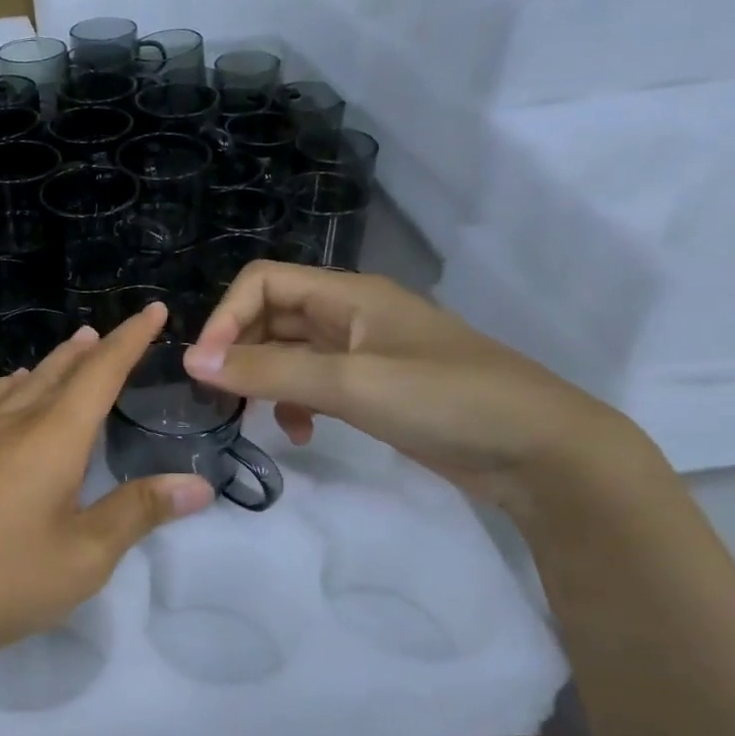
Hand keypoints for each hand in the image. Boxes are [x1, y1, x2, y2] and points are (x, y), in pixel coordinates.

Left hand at [0, 303, 213, 683]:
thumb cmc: (2, 580)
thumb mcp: (84, 556)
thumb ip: (138, 513)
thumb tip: (197, 485)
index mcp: (53, 439)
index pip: (101, 374)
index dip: (131, 340)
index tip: (152, 310)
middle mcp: (12, 425)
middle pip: (57, 373)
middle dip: (89, 351)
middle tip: (106, 334)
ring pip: (17, 386)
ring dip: (47, 366)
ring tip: (64, 357)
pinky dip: (4, 390)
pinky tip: (1, 398)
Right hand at [185, 263, 649, 519]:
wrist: (542, 453)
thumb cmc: (446, 400)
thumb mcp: (350, 383)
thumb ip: (269, 371)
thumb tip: (192, 361)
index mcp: (348, 295)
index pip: (263, 282)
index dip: (227, 318)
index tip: (207, 368)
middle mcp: (350, 315)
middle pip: (272, 316)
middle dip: (240, 352)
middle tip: (220, 397)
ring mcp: (364, 353)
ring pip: (290, 353)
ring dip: (264, 380)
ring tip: (253, 417)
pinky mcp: (375, 389)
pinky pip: (315, 384)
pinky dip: (295, 403)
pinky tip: (300, 433)